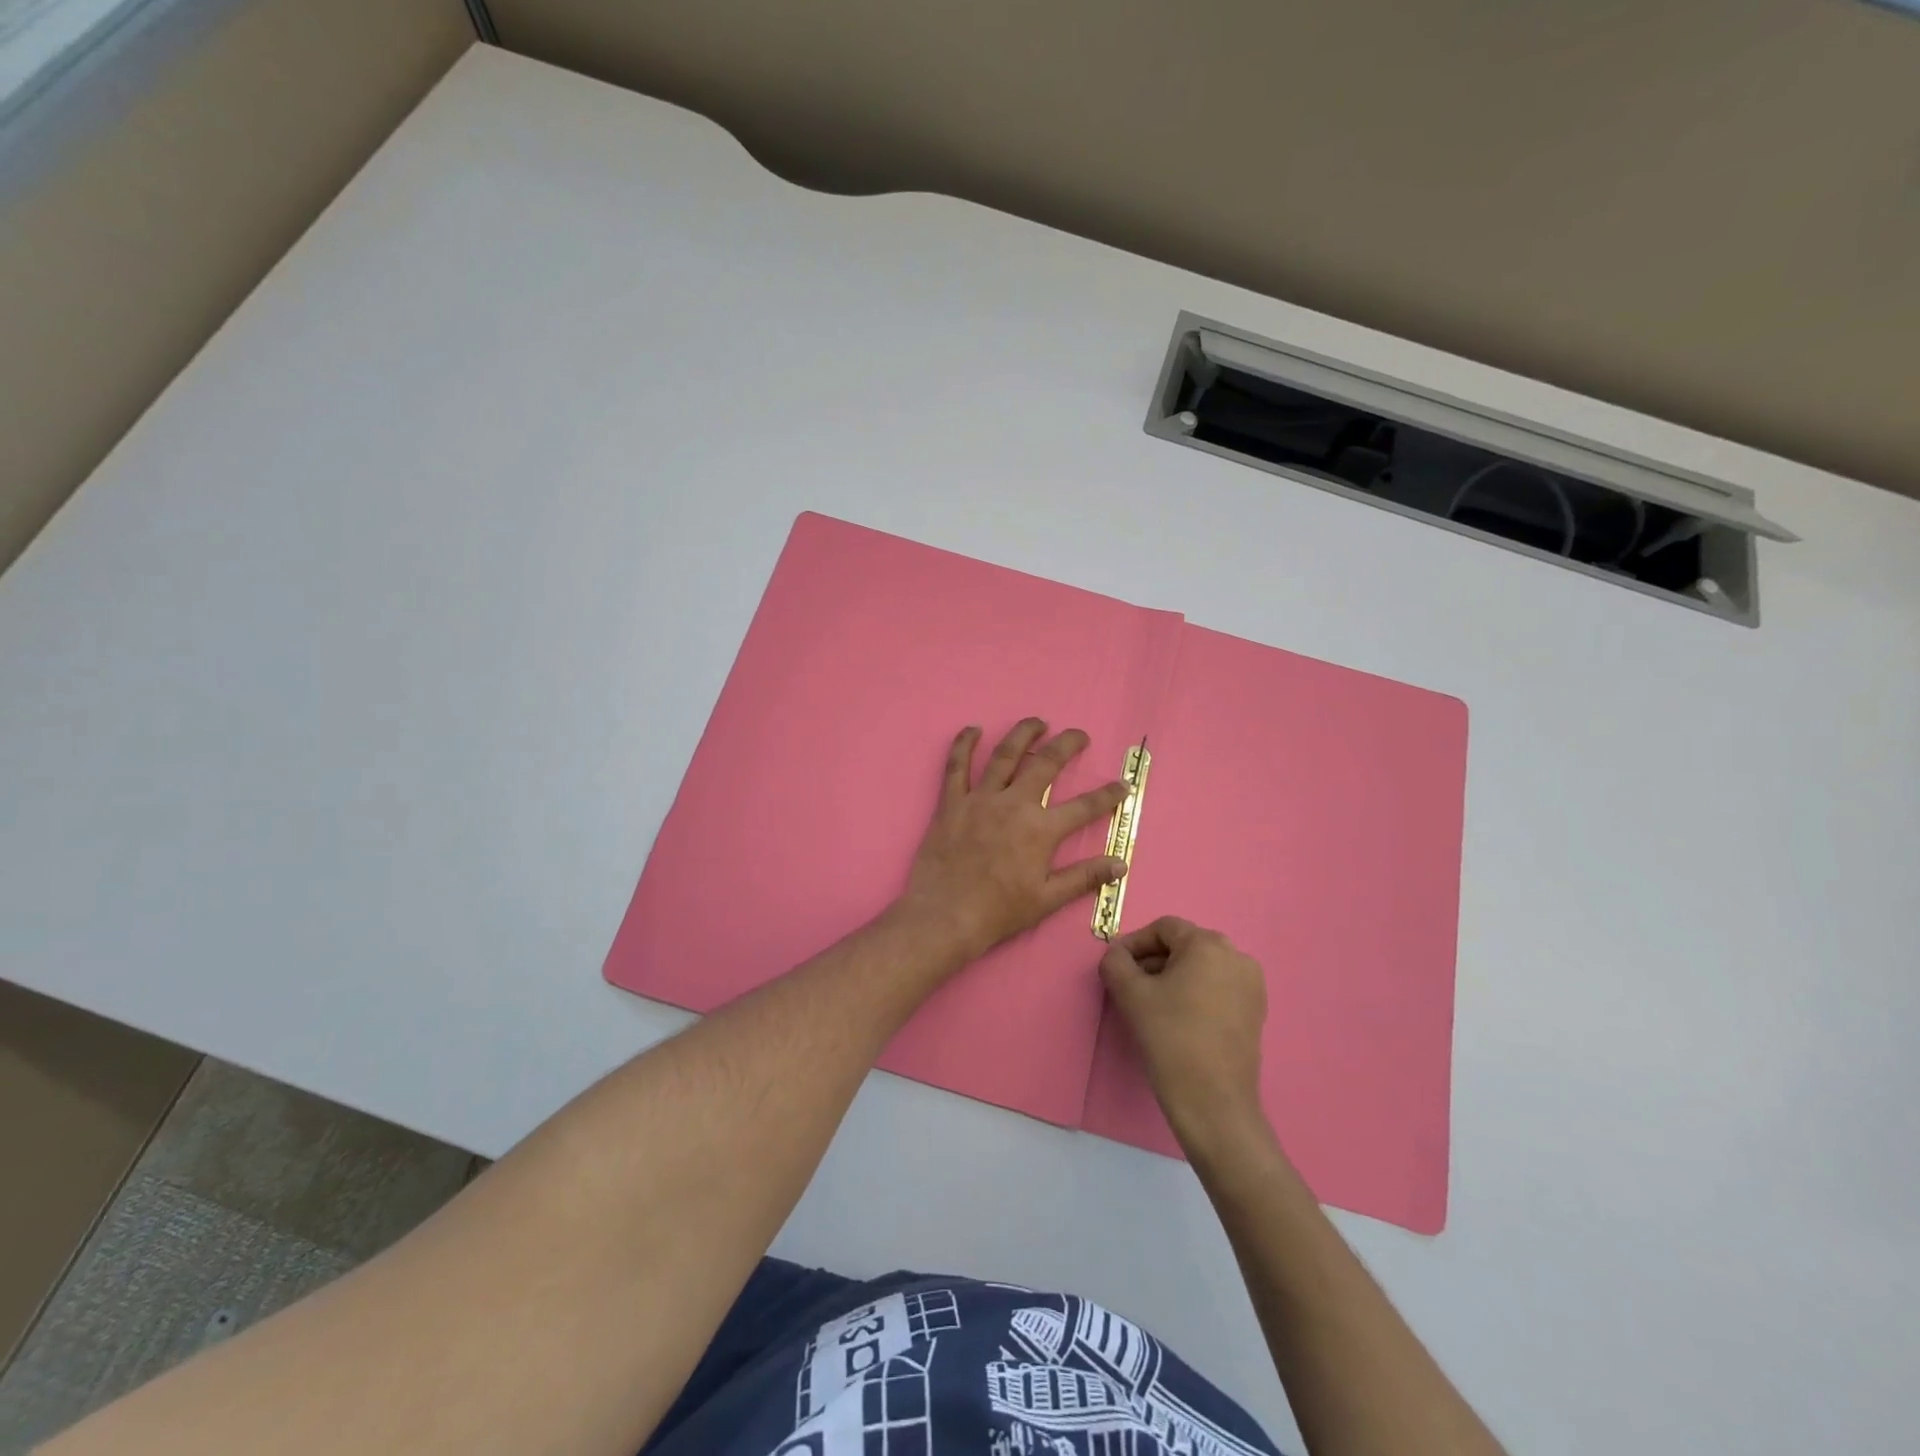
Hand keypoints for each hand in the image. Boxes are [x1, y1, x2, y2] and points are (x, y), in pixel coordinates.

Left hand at [899, 719, 1130, 963]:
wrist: (945, 915)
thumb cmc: (998, 912)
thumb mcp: (1047, 899)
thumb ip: (1084, 877)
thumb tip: (1120, 863)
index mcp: (1041, 830)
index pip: (1084, 807)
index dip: (1108, 795)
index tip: (1123, 785)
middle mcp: (1014, 805)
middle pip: (1046, 764)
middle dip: (1067, 745)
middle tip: (1079, 735)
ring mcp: (980, 800)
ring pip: (1004, 755)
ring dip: (1023, 734)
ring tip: (1037, 722)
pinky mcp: (951, 802)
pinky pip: (956, 766)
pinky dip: (964, 744)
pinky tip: (972, 729)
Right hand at [1100, 917, 1269, 1152]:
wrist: (1213, 1102)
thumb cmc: (1170, 1038)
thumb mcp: (1130, 994)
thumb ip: (1115, 962)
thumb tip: (1117, 955)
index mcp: (1209, 944)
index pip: (1164, 929)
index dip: (1135, 943)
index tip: (1117, 966)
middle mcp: (1237, 956)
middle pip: (1184, 946)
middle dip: (1154, 961)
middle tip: (1130, 985)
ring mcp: (1252, 985)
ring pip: (1201, 967)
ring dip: (1173, 977)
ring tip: (1152, 1004)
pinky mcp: (1256, 1011)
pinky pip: (1218, 987)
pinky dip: (1195, 993)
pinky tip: (1178, 1018)